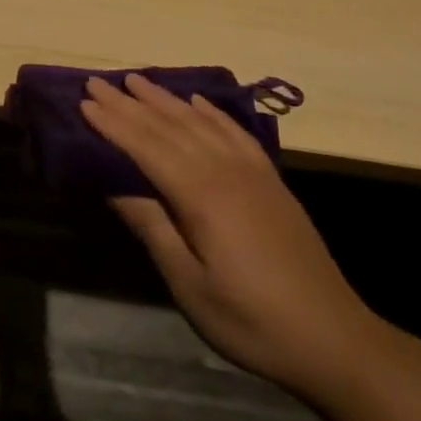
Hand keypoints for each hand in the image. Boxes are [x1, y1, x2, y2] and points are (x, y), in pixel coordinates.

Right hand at [82, 73, 384, 399]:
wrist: (336, 341)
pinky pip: (235, 132)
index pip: (146, 147)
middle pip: (168, 127)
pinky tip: (196, 101)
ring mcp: (253, 173)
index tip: (83, 102)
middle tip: (96, 81)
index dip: (113, 124)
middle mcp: (226, 171)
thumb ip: (153, 228)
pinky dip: (211, 112)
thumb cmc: (252, 320)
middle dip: (129, 103)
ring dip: (164, 99)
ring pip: (199, 122)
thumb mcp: (190, 285)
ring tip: (136, 80)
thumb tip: (113, 185)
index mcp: (202, 196)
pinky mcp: (271, 181)